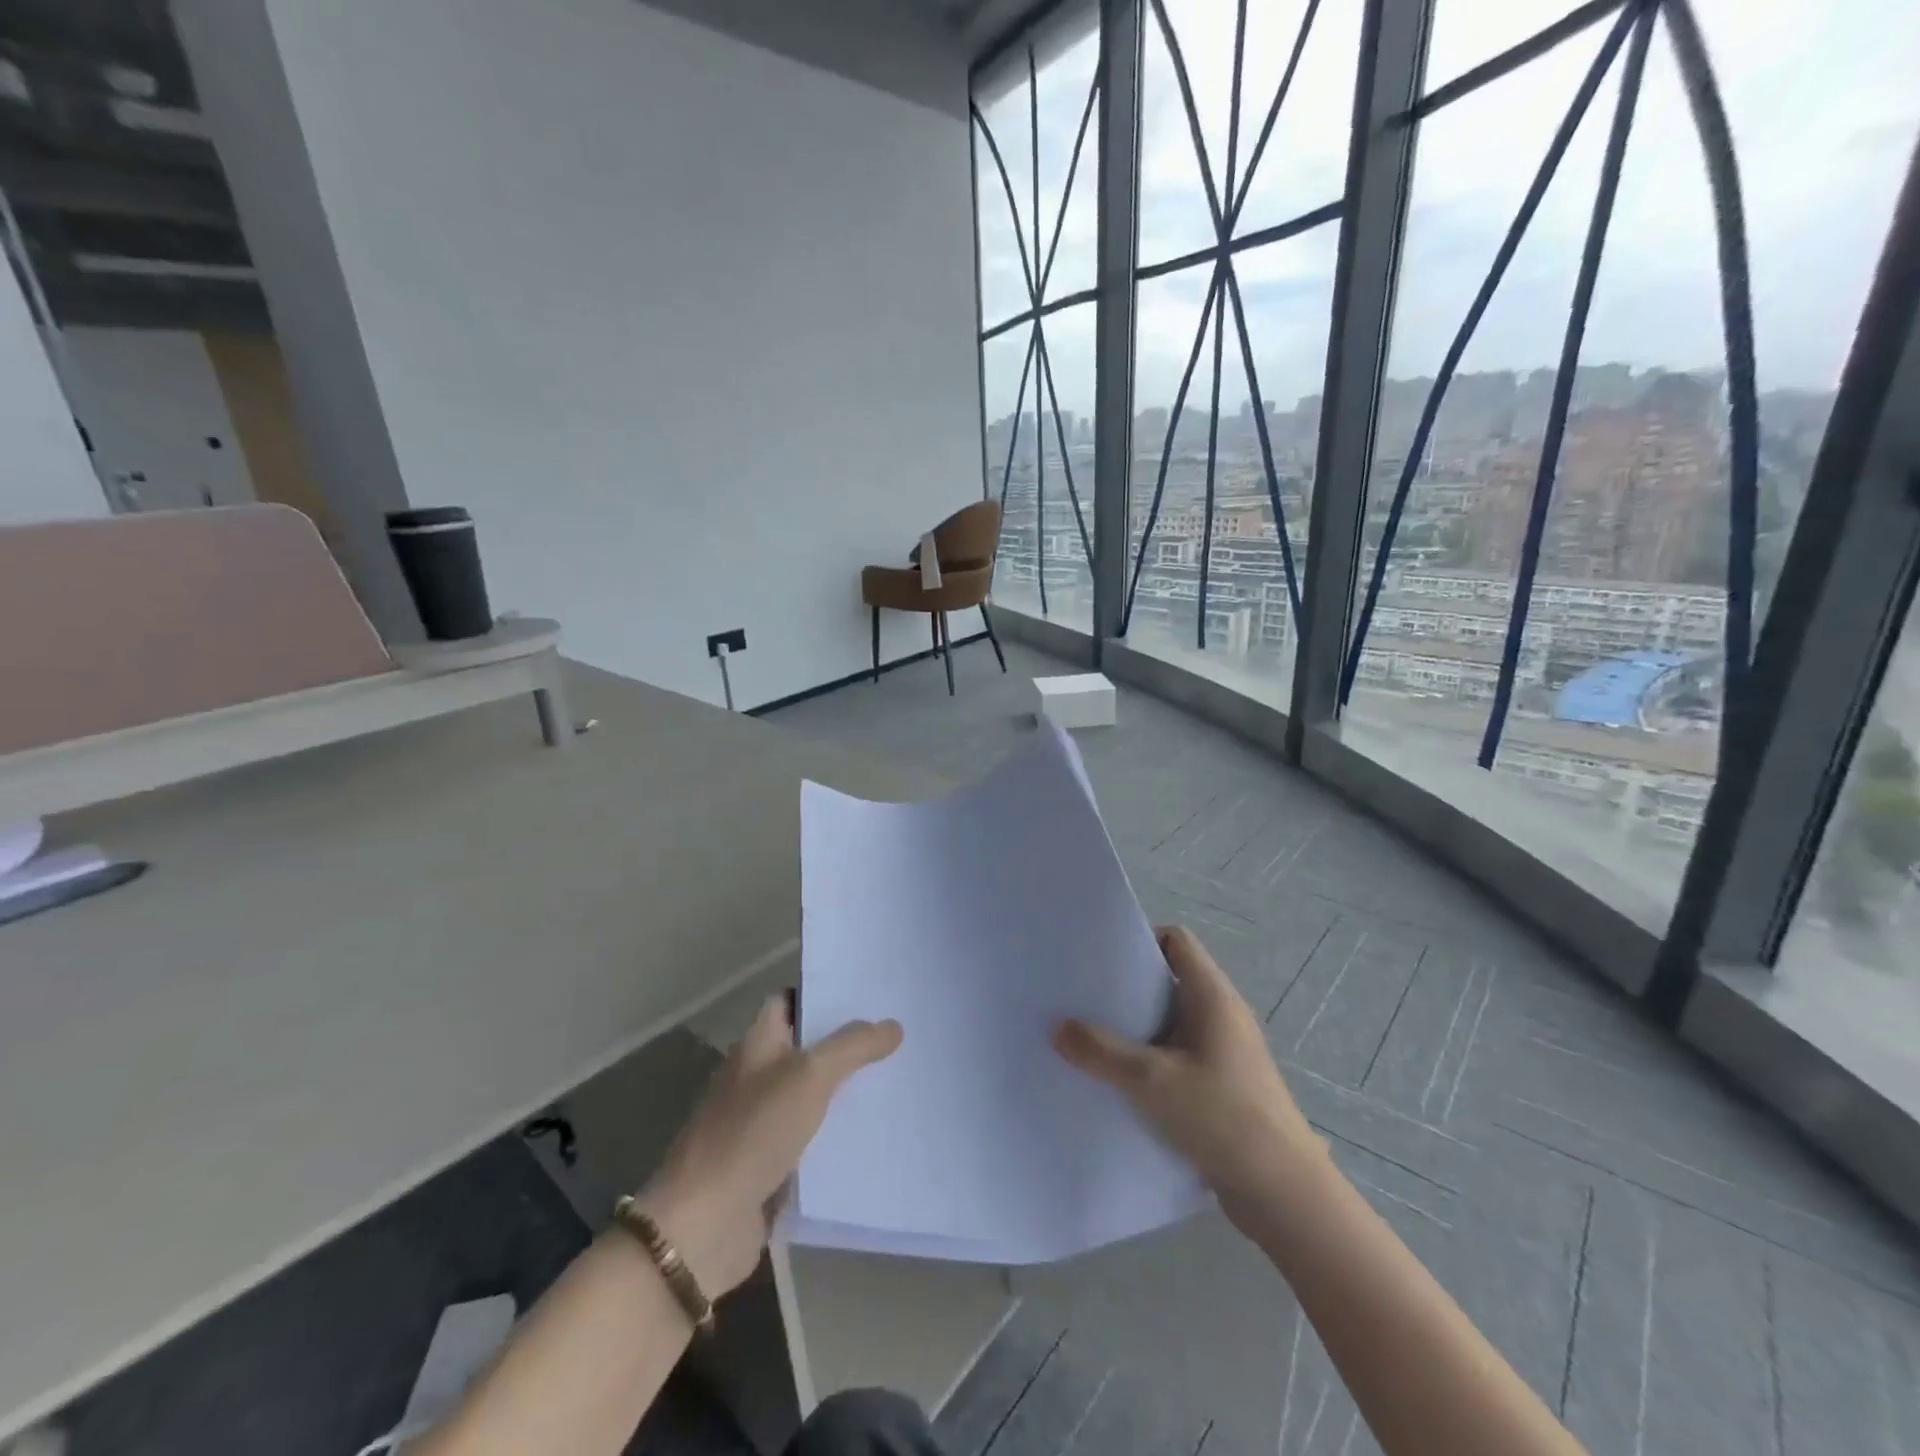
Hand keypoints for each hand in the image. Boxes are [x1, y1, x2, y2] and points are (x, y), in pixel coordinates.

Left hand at [637, 996, 901, 1296]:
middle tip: (898, 1034)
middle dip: (847, 1042)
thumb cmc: (753, 1132)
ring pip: (814, 1094)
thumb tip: (892, 1025)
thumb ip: (852, 1046)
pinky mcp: (772, 1165)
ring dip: (848, 1089)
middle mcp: (758, 1077)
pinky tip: (879, 1133)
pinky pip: (814, 1139)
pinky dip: (840, 1135)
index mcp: (758, 1045)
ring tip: (900, 1077)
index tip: (867, 992)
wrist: (705, 1225)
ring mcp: (763, 1122)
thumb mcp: (809, 1076)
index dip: (823, 993)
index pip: (790, 1001)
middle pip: (807, 1048)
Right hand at [1053, 925, 1323, 1232]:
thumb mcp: (1150, 1081)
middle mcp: (1221, 1014)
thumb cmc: (1221, 1118)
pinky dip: (1150, 1059)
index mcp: (1212, 996)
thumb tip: (1057, 1027)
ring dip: (1136, 1028)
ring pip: (1171, 1021)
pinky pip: (1178, 1055)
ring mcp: (1224, 1051)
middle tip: (1085, 1000)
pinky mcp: (1223, 1085)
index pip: (1176, 940)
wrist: (1283, 1194)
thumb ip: (1101, 1051)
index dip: (1140, 940)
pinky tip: (1120, 1081)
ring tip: (1092, 1040)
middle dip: (1127, 987)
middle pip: (1169, 979)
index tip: (1101, 959)